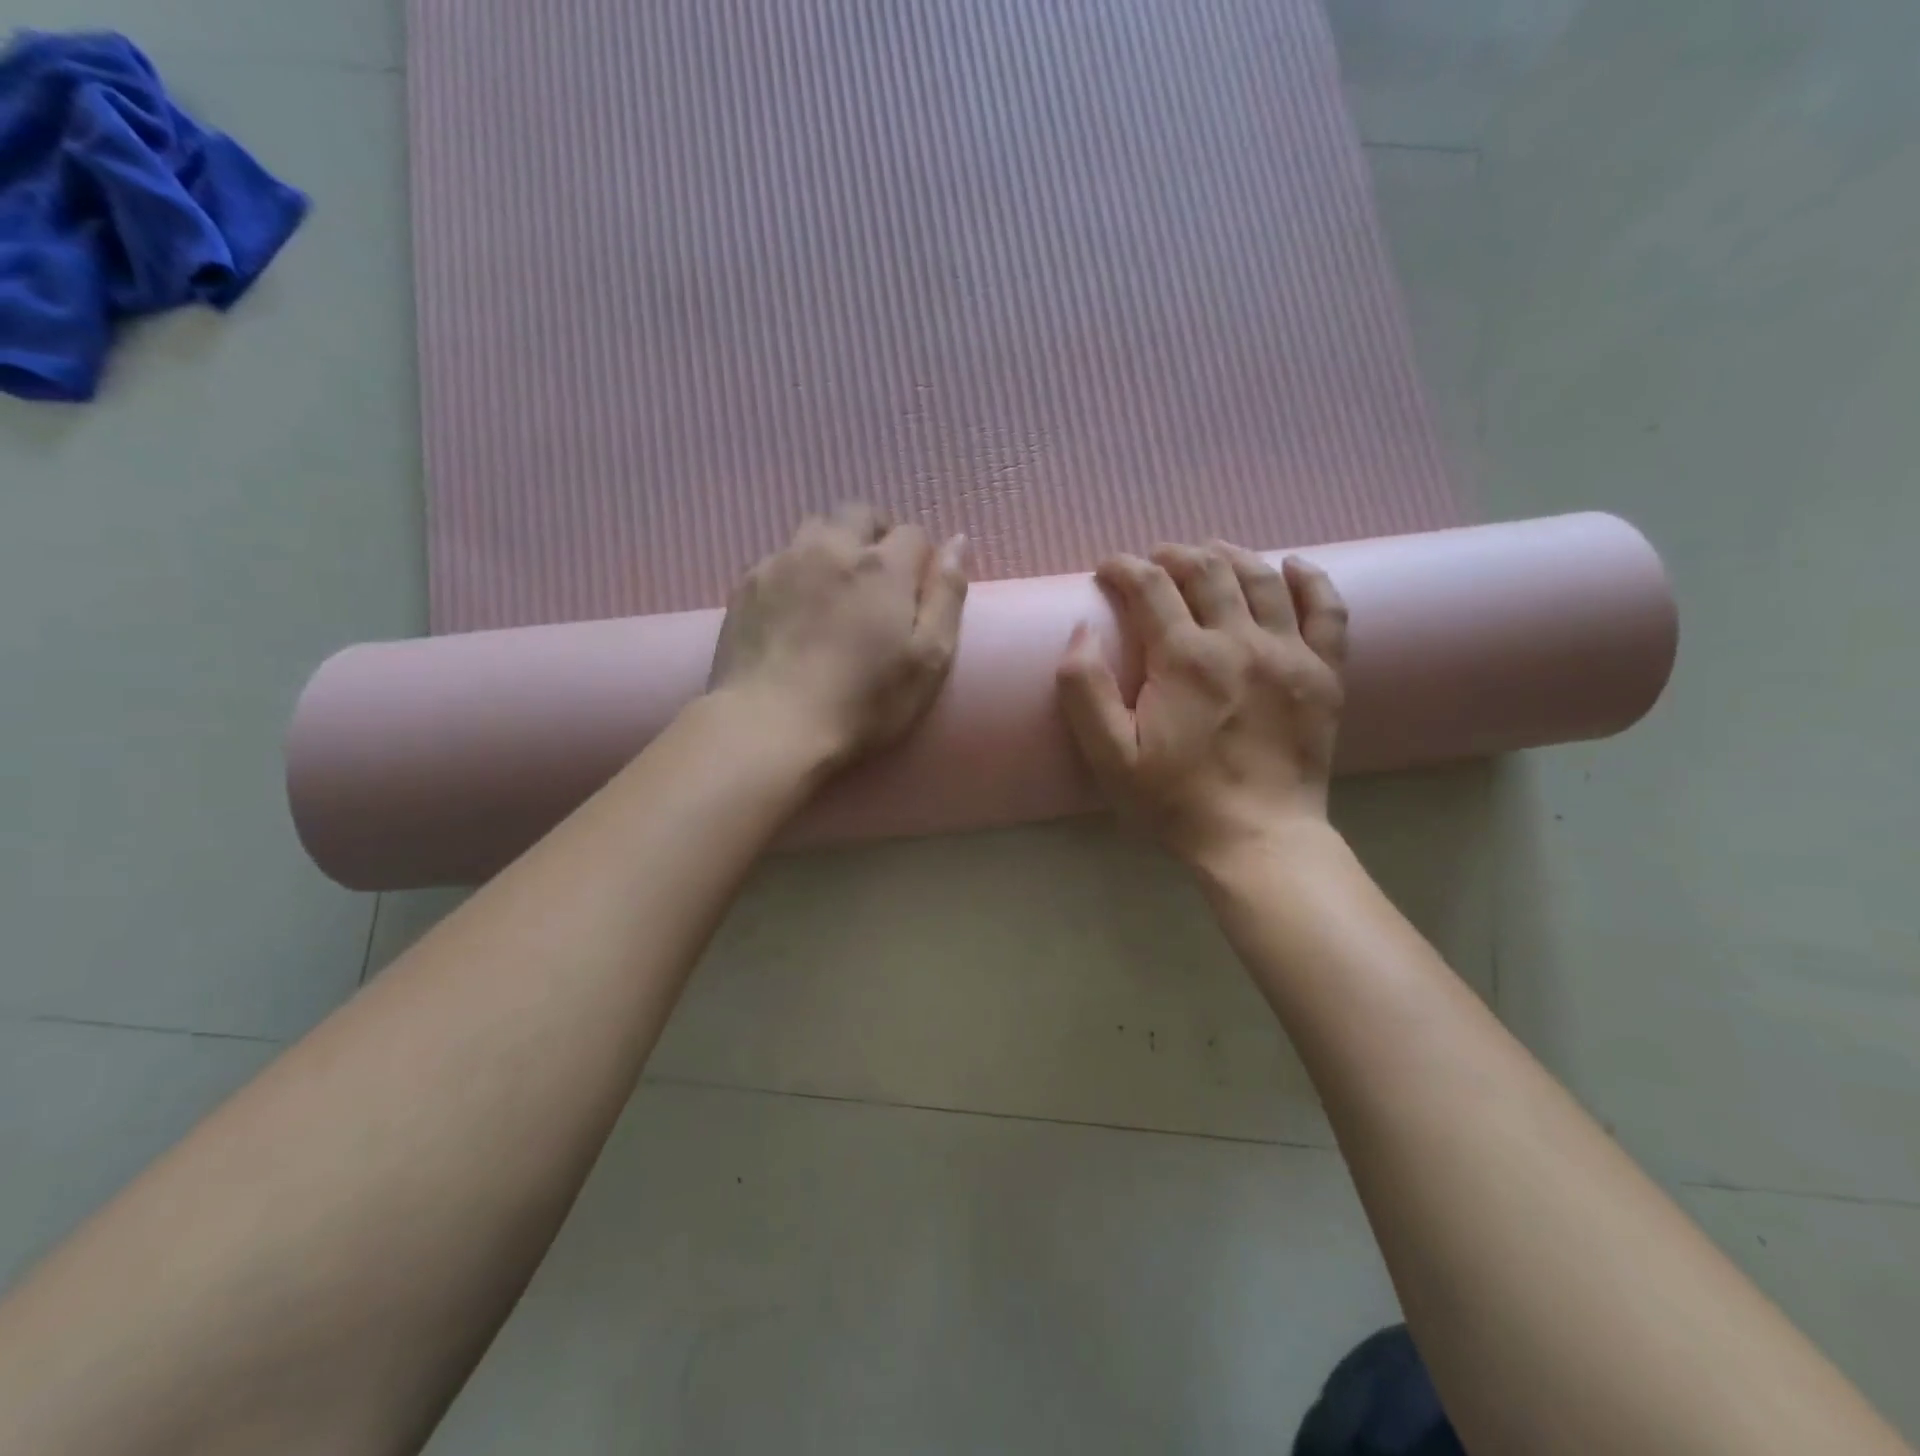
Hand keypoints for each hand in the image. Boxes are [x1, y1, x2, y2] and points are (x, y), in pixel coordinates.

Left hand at [709, 504, 968, 768]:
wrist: (770, 728)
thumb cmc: (862, 703)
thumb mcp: (928, 661)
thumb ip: (947, 596)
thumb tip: (958, 541)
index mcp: (881, 566)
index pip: (912, 532)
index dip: (919, 559)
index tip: (914, 593)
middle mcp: (830, 548)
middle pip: (859, 515)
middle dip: (875, 536)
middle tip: (877, 584)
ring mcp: (782, 562)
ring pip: (814, 529)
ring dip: (832, 547)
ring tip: (833, 591)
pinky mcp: (746, 585)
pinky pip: (778, 559)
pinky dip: (795, 572)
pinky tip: (793, 613)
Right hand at [1057, 542, 1347, 868]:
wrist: (1258, 840)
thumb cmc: (1175, 801)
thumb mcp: (1110, 757)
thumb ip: (1085, 691)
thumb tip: (1080, 631)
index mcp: (1185, 659)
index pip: (1150, 586)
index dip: (1125, 568)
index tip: (1108, 569)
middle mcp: (1240, 641)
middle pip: (1207, 570)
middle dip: (1174, 555)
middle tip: (1155, 560)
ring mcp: (1290, 653)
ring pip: (1262, 578)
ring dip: (1230, 555)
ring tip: (1209, 553)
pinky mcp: (1325, 674)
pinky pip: (1328, 610)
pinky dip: (1311, 580)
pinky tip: (1293, 566)